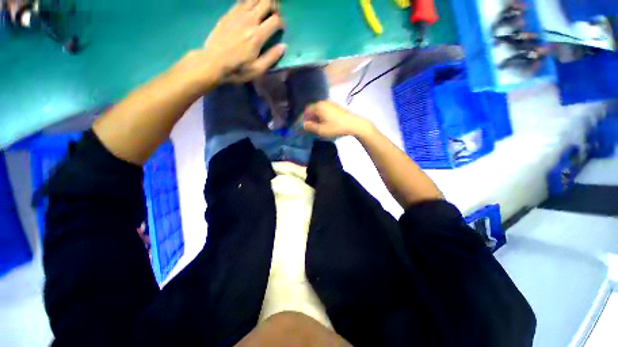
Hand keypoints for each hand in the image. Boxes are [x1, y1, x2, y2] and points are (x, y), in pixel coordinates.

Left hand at [203, 0, 285, 82]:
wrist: (212, 62)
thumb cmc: (237, 69)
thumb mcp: (257, 70)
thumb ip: (271, 57)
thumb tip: (283, 46)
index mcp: (257, 35)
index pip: (275, 19)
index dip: (282, 22)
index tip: (281, 29)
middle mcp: (249, 20)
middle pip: (266, 2)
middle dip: (274, 6)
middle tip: (274, 14)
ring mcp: (237, 14)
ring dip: (262, 2)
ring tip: (264, 10)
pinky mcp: (228, 13)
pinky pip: (241, 0)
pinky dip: (249, 2)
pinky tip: (251, 9)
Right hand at [302, 101, 373, 138]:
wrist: (353, 124)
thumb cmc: (335, 127)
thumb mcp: (321, 130)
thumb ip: (310, 127)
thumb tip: (304, 124)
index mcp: (318, 106)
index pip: (306, 111)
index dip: (303, 119)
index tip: (303, 127)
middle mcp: (323, 102)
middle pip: (312, 109)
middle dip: (310, 118)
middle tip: (310, 128)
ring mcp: (330, 103)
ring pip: (319, 110)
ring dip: (316, 118)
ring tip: (318, 127)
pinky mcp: (336, 107)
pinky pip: (325, 111)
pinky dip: (322, 116)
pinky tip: (325, 123)